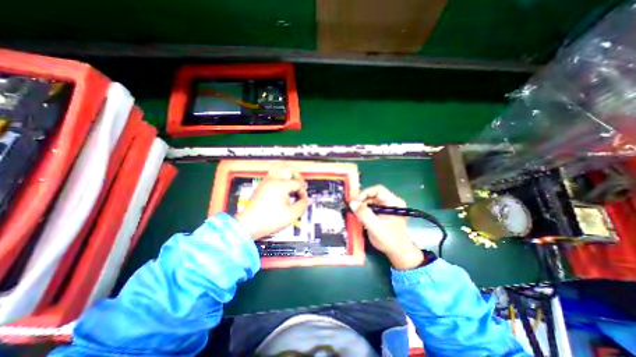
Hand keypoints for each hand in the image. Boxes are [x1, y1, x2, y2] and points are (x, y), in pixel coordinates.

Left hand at [235, 164, 310, 239]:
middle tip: (300, 185)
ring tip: (292, 183)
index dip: (303, 191)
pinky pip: (274, 173)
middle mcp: (273, 180)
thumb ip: (302, 206)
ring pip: (280, 167)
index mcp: (280, 186)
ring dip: (289, 174)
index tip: (302, 199)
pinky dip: (281, 177)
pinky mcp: (262, 184)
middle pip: (289, 168)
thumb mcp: (291, 215)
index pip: (298, 183)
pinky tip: (283, 187)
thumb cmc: (267, 220)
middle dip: (298, 176)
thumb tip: (305, 200)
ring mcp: (266, 181)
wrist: (249, 224)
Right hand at [350, 185, 423, 268]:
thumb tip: (351, 203)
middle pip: (374, 194)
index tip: (355, 202)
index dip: (365, 193)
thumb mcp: (375, 227)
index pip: (378, 190)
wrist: (399, 253)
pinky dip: (365, 210)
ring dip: (362, 206)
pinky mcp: (385, 212)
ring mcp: (389, 207)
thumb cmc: (390, 240)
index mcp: (394, 202)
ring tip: (356, 214)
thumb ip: (363, 214)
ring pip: (372, 200)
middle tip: (353, 209)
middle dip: (362, 201)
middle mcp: (392, 201)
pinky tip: (361, 217)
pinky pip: (372, 206)